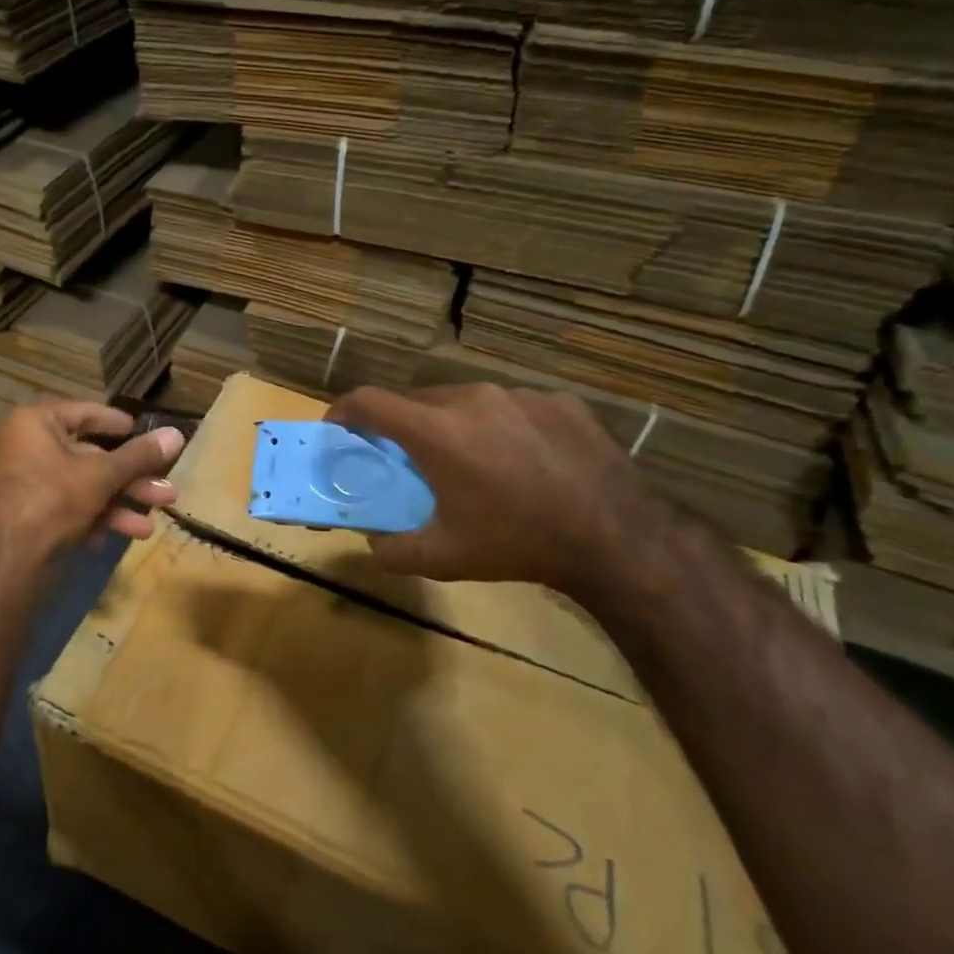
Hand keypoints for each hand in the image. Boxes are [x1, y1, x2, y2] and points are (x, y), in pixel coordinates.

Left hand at [0, 402, 185, 562]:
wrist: (4, 561)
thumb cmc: (51, 499)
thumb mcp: (101, 475)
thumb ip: (139, 456)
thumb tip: (177, 434)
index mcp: (34, 424)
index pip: (83, 413)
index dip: (116, 423)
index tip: (142, 431)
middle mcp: (24, 448)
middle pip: (88, 457)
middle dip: (130, 479)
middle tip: (166, 492)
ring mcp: (23, 484)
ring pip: (81, 487)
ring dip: (118, 505)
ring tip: (150, 525)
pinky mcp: (25, 516)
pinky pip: (66, 508)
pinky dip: (93, 519)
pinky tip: (120, 537)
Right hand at [325, 383, 651, 596]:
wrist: (615, 538)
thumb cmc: (517, 544)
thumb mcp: (444, 559)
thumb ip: (392, 550)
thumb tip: (373, 541)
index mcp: (436, 431)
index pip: (369, 401)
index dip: (343, 411)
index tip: (337, 429)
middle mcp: (472, 399)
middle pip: (416, 400)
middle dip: (401, 425)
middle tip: (408, 459)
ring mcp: (520, 395)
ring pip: (465, 400)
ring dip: (452, 424)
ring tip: (472, 461)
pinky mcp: (559, 401)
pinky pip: (512, 406)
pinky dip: (501, 426)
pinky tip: (522, 460)